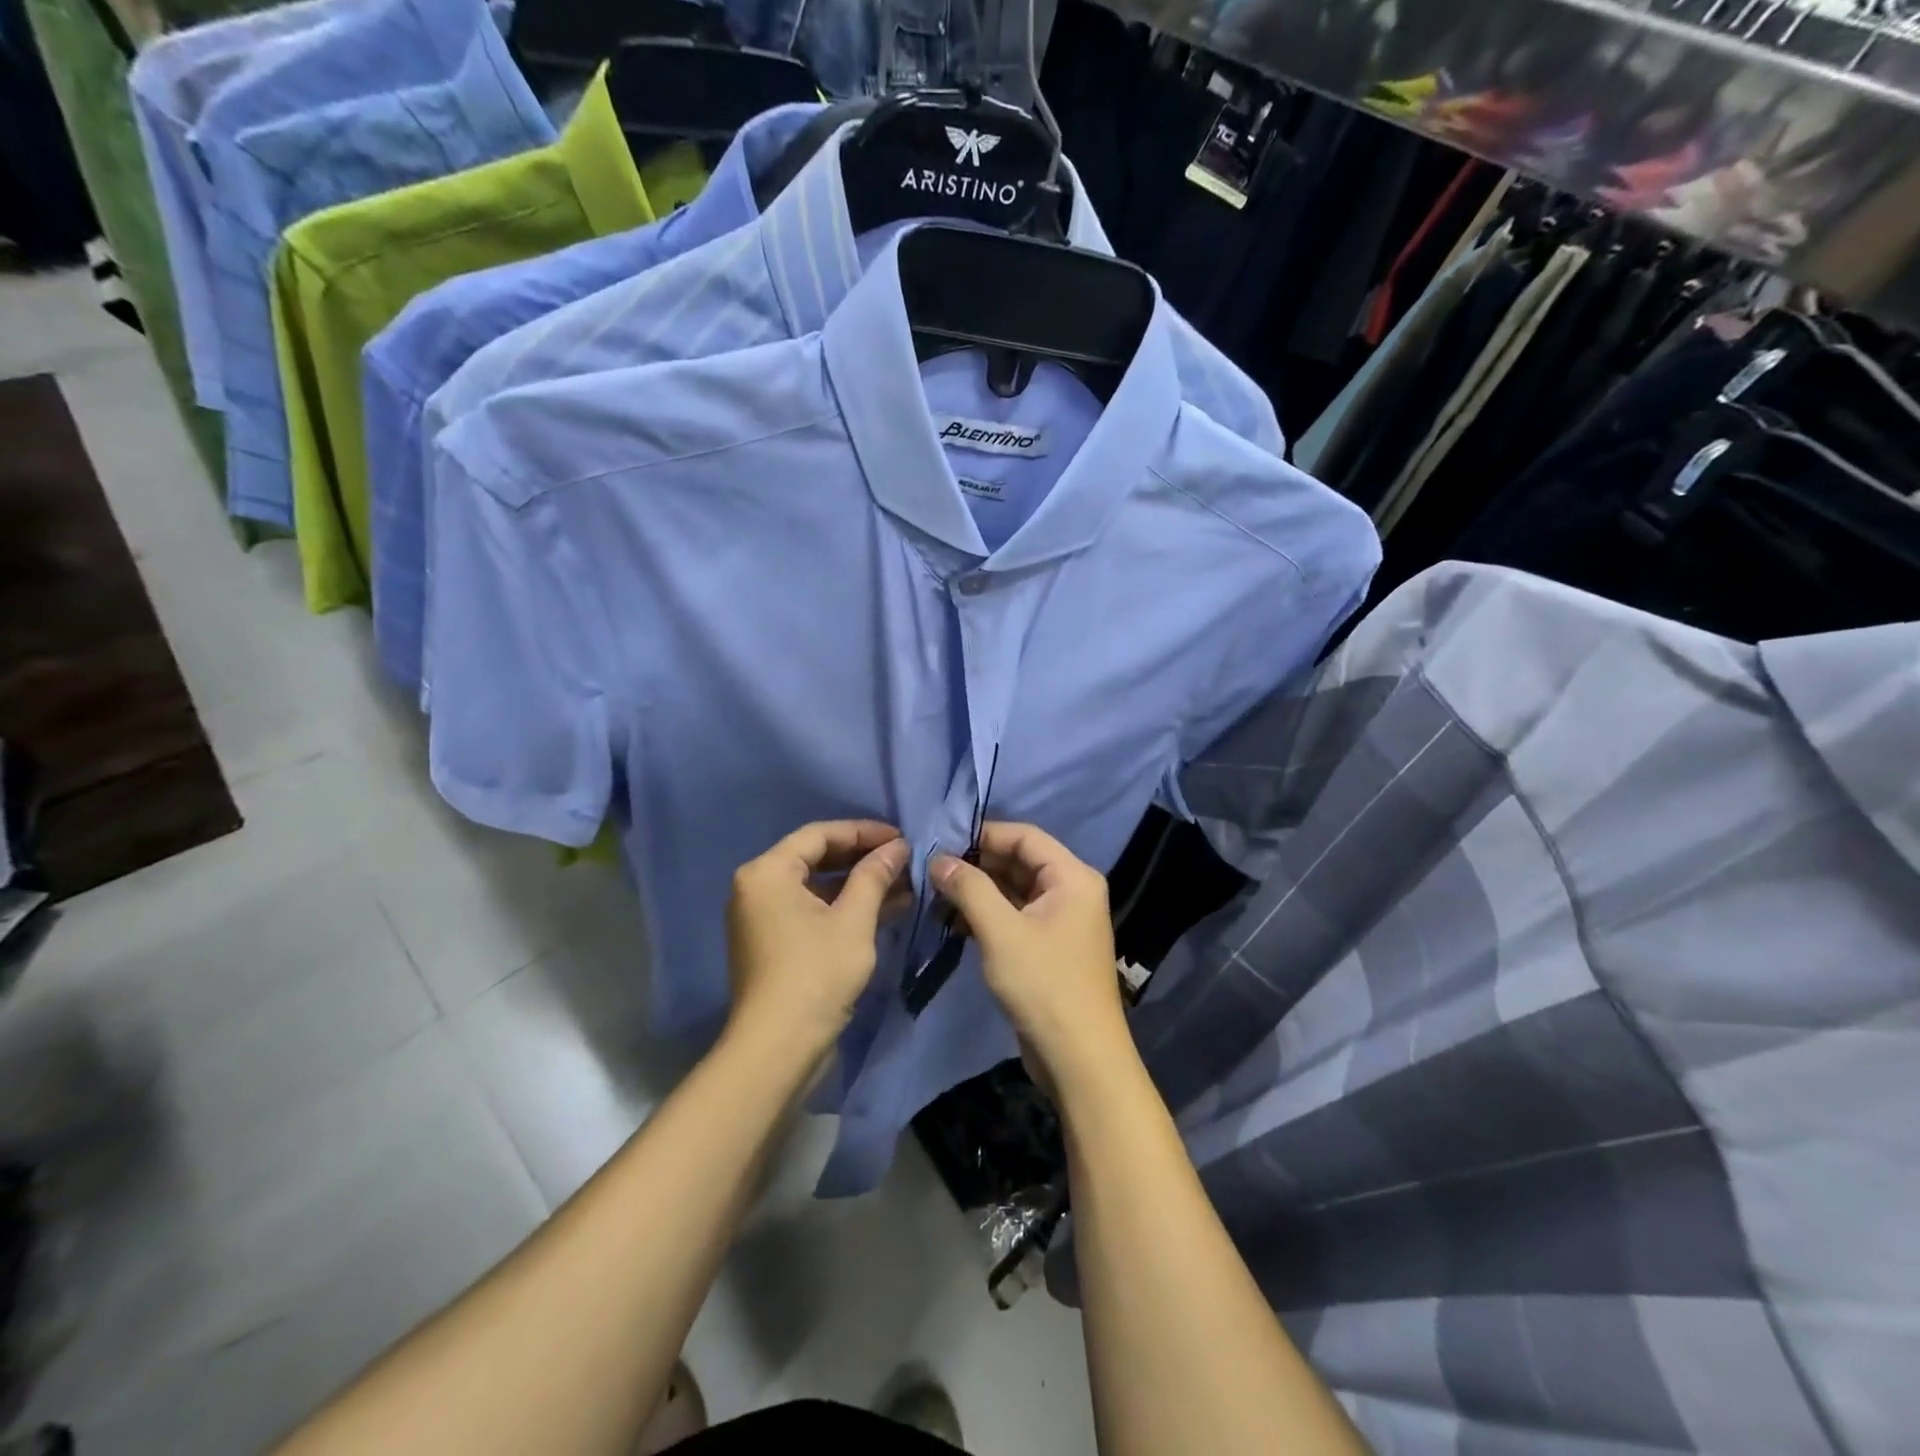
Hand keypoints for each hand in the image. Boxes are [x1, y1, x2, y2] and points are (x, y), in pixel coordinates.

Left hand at [726, 821, 909, 1055]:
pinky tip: (886, 911)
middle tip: (905, 860)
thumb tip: (897, 847)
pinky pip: (814, 912)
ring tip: (905, 886)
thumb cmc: (816, 973)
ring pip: (818, 888)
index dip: (863, 832)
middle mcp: (758, 889)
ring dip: (860, 886)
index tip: (901, 838)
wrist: (779, 1049)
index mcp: (767, 872)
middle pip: (817, 859)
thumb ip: (875, 875)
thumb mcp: (853, 919)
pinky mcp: (776, 945)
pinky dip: (846, 910)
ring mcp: (765, 919)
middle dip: (864, 859)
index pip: (819, 835)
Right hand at [930, 823, 1128, 1091]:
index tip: (941, 841)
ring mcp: (1061, 920)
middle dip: (976, 864)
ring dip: (977, 891)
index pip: (1025, 836)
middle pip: (1019, 861)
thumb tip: (937, 859)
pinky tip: (952, 923)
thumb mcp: (1001, 931)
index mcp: (1072, 877)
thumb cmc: (1044, 985)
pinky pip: (1015, 916)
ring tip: (935, 896)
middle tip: (932, 870)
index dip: (983, 834)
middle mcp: (1071, 891)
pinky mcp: (1048, 946)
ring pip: (1014, 890)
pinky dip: (986, 915)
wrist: (1079, 1058)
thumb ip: (969, 888)